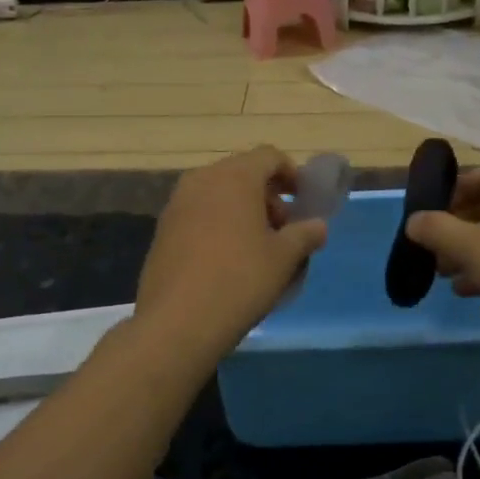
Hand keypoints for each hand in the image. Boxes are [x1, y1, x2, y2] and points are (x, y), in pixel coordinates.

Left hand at [134, 147, 328, 359]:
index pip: (269, 156)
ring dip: (242, 211)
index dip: (292, 174)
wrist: (177, 321)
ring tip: (257, 248)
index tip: (303, 202)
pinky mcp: (162, 230)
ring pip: (218, 194)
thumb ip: (305, 235)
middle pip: (242, 173)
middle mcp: (202, 180)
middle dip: (267, 196)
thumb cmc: (240, 280)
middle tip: (283, 230)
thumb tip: (318, 226)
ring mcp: (177, 204)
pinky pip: (199, 214)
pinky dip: (218, 225)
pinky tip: (227, 261)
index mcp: (234, 177)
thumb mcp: (284, 258)